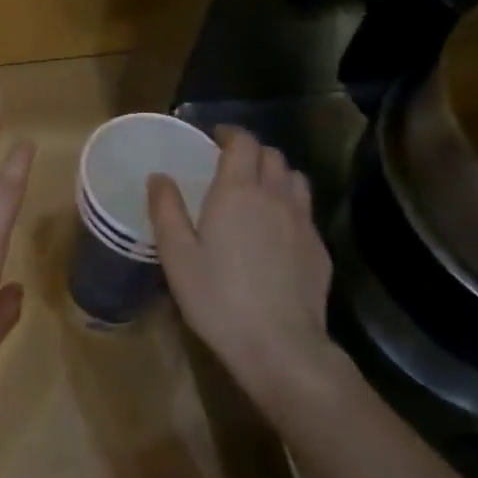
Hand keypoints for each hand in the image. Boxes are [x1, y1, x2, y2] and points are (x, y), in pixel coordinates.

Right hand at [147, 126, 339, 402]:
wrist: (279, 344)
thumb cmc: (217, 297)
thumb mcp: (177, 255)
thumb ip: (166, 210)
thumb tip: (159, 177)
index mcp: (238, 191)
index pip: (243, 142)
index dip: (230, 133)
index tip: (215, 137)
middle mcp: (275, 196)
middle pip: (272, 155)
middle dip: (251, 152)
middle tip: (230, 165)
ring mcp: (303, 222)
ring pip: (295, 179)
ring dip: (276, 174)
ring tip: (258, 190)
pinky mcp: (318, 248)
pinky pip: (305, 211)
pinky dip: (290, 205)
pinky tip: (276, 230)